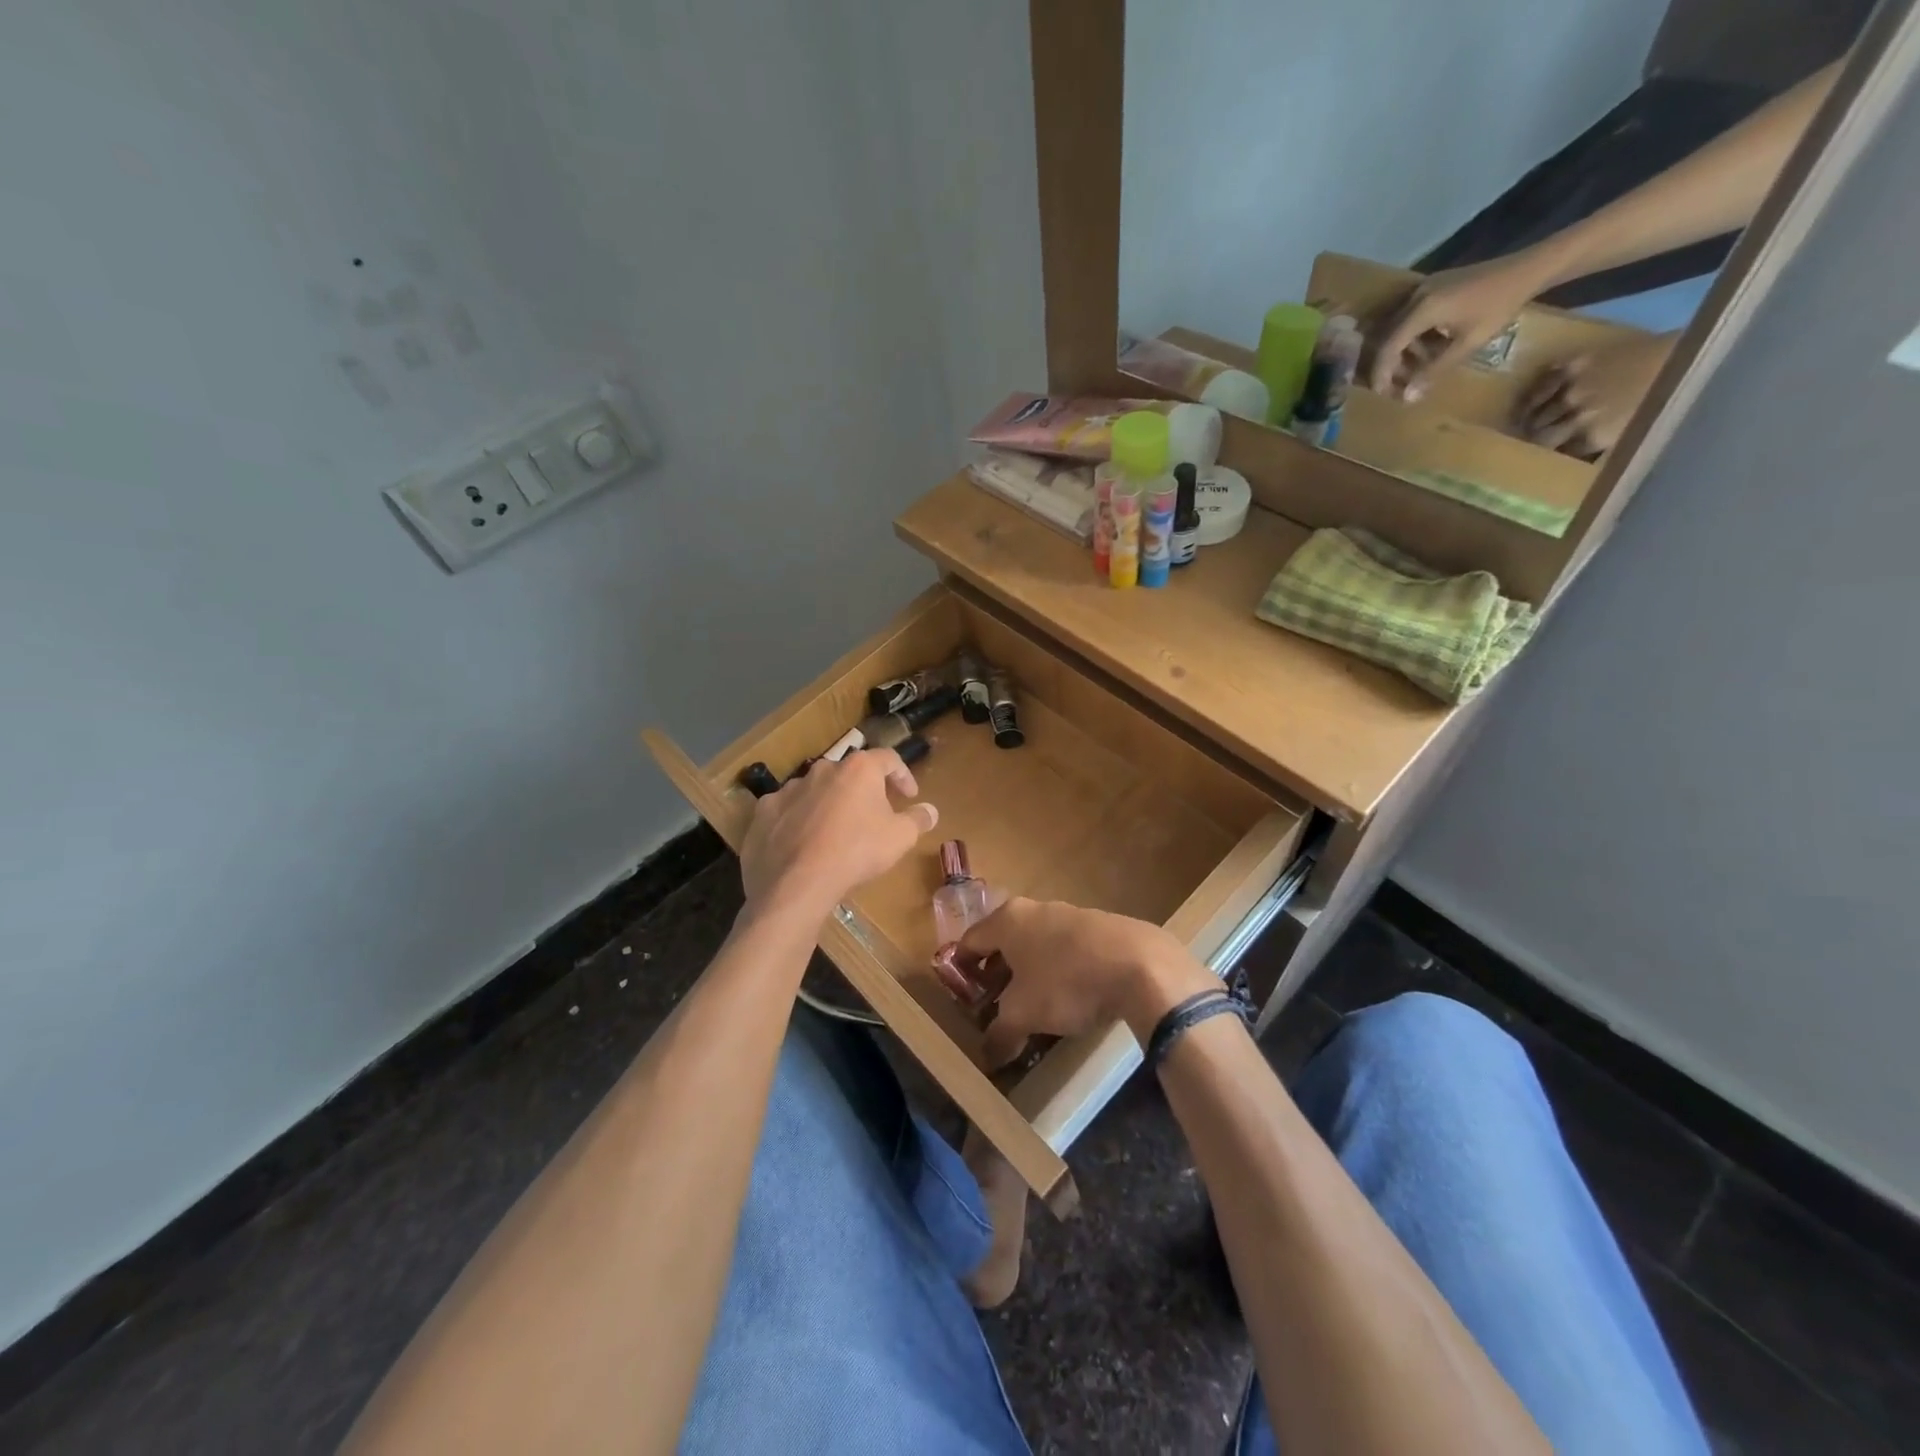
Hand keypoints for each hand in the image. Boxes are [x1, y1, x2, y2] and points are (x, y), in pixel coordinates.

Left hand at [738, 750, 937, 918]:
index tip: (909, 795)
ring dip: (829, 805)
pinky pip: (787, 811)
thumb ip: (917, 820)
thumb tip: (930, 810)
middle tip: (873, 815)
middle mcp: (823, 769)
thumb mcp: (900, 838)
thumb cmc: (857, 852)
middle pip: (849, 774)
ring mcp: (789, 789)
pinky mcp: (764, 812)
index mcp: (858, 769)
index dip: (902, 775)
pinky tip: (803, 844)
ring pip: (816, 791)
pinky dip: (798, 821)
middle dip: (863, 791)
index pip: (888, 759)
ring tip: (835, 833)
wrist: (796, 883)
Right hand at [956, 898, 1215, 1067]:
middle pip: (1004, 941)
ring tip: (1034, 1004)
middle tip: (995, 1004)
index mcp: (1008, 920)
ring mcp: (1070, 913)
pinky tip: (1072, 996)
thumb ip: (1000, 1034)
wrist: (1141, 965)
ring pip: (1038, 943)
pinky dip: (1060, 969)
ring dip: (1030, 971)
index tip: (962, 996)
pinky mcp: (1101, 927)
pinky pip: (1068, 949)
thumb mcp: (1025, 1015)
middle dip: (997, 973)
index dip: (961, 969)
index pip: (970, 941)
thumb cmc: (1067, 983)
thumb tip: (988, 1057)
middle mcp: (1035, 909)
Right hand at [1368, 252, 1555, 399]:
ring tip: (1414, 371)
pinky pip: (1411, 318)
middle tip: (1396, 387)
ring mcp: (1424, 289)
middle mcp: (1416, 297)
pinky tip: (1425, 350)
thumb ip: (1434, 370)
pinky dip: (1412, 338)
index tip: (1381, 394)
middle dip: (1389, 365)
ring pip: (1399, 328)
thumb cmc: (1500, 306)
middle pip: (1389, 337)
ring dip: (1402, 352)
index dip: (1381, 373)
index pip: (1389, 346)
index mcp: (1422, 309)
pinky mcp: (1433, 287)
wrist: (1528, 267)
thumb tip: (1407, 398)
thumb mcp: (1468, 343)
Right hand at [1517, 330, 1674, 457]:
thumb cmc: (1677, 395)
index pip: (1559, 454)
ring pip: (1537, 412)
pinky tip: (1529, 400)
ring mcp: (1576, 388)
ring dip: (1529, 420)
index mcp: (1596, 436)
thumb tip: (1586, 456)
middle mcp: (1578, 416)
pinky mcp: (1578, 363)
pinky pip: (1543, 382)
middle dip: (1534, 441)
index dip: (1552, 456)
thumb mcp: (1643, 430)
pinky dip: (1533, 393)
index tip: (1546, 458)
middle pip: (1541, 436)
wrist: (1697, 350)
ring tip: (1523, 425)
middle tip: (1529, 443)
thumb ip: (1611, 445)